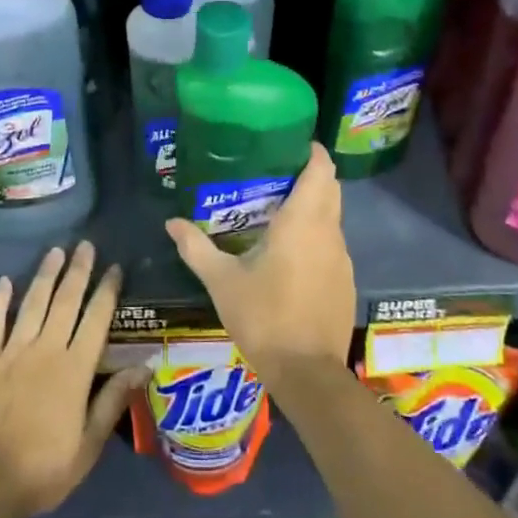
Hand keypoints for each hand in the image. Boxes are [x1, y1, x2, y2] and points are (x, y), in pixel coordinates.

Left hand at [0, 241, 145, 517]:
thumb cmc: (43, 470)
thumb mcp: (88, 445)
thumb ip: (113, 401)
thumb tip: (145, 366)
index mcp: (74, 370)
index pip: (96, 320)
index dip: (107, 291)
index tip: (115, 268)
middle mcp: (45, 350)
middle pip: (65, 301)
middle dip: (78, 271)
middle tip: (85, 245)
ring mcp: (12, 352)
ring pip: (32, 303)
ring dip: (45, 275)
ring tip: (55, 251)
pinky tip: (4, 281)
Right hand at [165, 143, 354, 383]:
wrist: (308, 374)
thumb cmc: (264, 317)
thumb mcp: (222, 281)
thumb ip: (196, 247)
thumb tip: (171, 222)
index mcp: (303, 222)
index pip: (321, 170)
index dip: (312, 151)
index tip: (291, 143)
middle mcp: (329, 232)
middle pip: (330, 189)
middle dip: (310, 175)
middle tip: (276, 172)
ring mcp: (342, 259)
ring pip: (333, 218)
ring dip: (314, 207)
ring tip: (279, 209)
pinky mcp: (346, 282)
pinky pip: (333, 244)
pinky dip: (317, 236)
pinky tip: (292, 253)